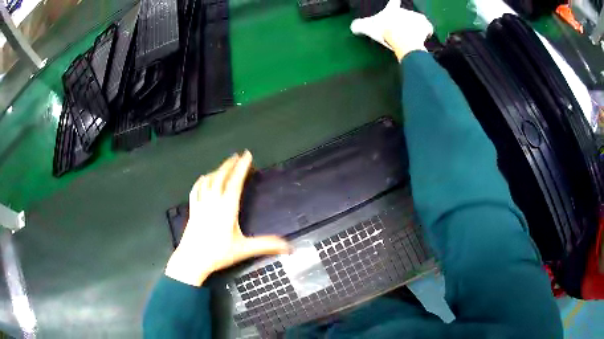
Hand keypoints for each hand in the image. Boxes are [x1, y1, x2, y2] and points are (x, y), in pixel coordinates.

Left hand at [165, 151, 289, 286]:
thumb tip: (288, 247)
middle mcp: (213, 201)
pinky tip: (203, 178)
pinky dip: (201, 181)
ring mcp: (201, 204)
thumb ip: (266, 245)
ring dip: (217, 170)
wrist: (192, 259)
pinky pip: (196, 189)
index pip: (235, 182)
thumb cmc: (218, 253)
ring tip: (224, 165)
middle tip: (237, 155)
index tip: (247, 155)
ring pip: (208, 181)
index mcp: (227, 207)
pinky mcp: (193, 210)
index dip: (242, 167)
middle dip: (229, 165)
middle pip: (221, 177)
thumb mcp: (243, 249)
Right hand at [350, 0, 433, 61]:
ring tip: (413, 35)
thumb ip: (359, 26)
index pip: (394, 2)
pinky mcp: (426, 25)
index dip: (395, 1)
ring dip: (416, 26)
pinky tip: (424, 37)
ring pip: (418, 20)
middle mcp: (405, 10)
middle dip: (405, 21)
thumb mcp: (367, 28)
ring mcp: (417, 17)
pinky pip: (428, 28)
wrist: (402, 39)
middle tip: (402, 32)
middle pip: (406, 14)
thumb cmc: (384, 31)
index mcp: (392, 10)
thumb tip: (353, 27)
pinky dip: (427, 32)